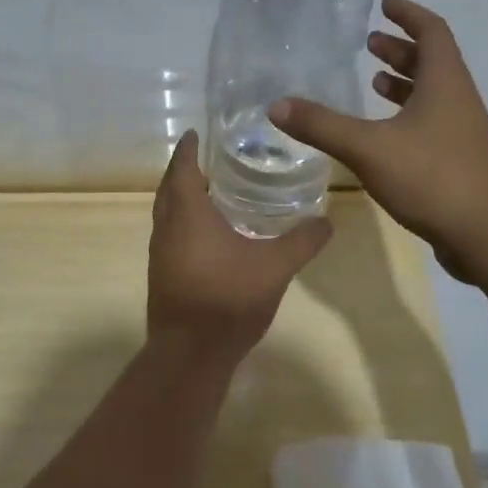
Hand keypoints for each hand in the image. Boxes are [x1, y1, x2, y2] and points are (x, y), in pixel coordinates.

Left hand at [147, 130, 330, 367]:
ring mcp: (160, 253)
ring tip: (211, 191)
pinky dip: (184, 222)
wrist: (190, 354)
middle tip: (208, 159)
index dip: (189, 150)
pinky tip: (208, 235)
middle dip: (185, 171)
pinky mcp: (162, 275)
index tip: (195, 133)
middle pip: (170, 188)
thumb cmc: (228, 298)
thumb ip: (302, 241)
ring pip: (167, 213)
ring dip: (182, 198)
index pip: (184, 169)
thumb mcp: (275, 266)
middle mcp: (167, 228)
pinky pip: (170, 235)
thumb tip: (327, 221)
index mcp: (188, 214)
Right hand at [271, 0, 487, 282]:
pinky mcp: (461, 162)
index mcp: (445, 83)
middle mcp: (459, 100)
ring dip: (405, 82)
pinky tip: (386, 135)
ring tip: (373, 81)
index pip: (432, 31)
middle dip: (401, 48)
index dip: (408, 14)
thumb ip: (322, 125)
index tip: (384, 4)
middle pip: (433, 61)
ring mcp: (464, 133)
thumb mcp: (368, 148)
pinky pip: (433, 123)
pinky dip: (409, 116)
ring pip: (434, 94)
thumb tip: (277, 105)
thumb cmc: (432, 178)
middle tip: (369, 43)